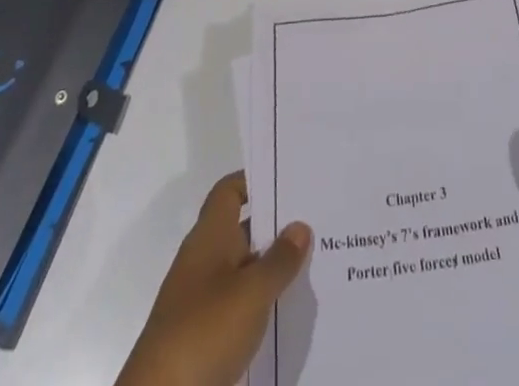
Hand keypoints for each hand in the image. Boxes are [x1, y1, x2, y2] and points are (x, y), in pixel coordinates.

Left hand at [115, 173, 312, 385]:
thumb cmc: (204, 332)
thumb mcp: (251, 293)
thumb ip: (279, 259)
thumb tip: (300, 226)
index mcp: (209, 236)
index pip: (230, 191)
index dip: (255, 181)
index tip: (290, 182)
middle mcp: (203, 260)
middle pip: (241, 229)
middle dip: (275, 227)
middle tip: (317, 221)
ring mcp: (201, 300)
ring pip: (243, 270)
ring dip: (271, 268)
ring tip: (315, 264)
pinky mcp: (204, 337)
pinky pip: (239, 306)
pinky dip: (261, 304)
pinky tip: (289, 312)